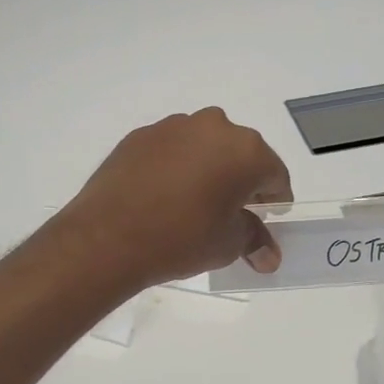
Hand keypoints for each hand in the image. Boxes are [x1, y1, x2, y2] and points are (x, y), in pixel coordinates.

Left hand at [56, 108, 293, 287]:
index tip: (268, 216)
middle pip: (240, 154)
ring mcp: (174, 126)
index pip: (275, 174)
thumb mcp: (227, 244)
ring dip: (208, 168)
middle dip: (242, 180)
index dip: (275, 198)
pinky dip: (176, 166)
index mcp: (246, 151)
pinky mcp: (140, 135)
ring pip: (205, 146)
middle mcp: (214, 127)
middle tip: (232, 210)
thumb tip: (269, 256)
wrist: (107, 236)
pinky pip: (172, 149)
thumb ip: (254, 240)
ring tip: (195, 202)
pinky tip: (164, 194)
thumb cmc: (182, 238)